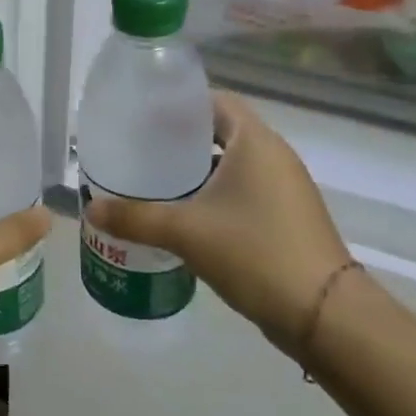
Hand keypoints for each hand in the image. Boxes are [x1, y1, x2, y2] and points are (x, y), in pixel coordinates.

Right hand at [85, 90, 349, 356]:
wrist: (324, 314)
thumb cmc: (254, 252)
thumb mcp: (185, 231)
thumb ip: (134, 217)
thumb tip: (90, 210)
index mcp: (255, 142)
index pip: (214, 101)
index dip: (178, 103)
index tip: (141, 113)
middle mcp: (274, 156)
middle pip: (220, 131)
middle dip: (179, 138)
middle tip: (138, 148)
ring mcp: (284, 189)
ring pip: (231, 165)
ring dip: (195, 170)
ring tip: (152, 180)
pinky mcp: (286, 218)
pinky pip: (242, 191)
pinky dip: (212, 194)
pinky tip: (182, 214)